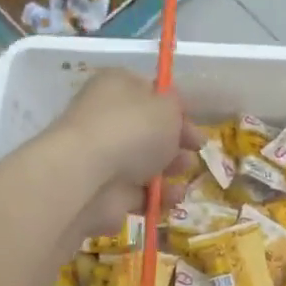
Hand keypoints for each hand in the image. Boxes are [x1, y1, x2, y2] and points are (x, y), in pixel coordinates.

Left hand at [47, 70, 196, 237]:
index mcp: (116, 87)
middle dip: (176, 142)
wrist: (90, 177)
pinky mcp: (105, 193)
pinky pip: (139, 194)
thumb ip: (176, 107)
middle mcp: (106, 120)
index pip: (149, 93)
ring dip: (171, 170)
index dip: (175, 108)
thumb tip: (172, 114)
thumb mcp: (167, 106)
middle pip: (148, 132)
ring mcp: (103, 159)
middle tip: (195, 150)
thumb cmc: (132, 129)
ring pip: (145, 165)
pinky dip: (158, 197)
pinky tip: (172, 197)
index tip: (195, 123)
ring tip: (184, 172)